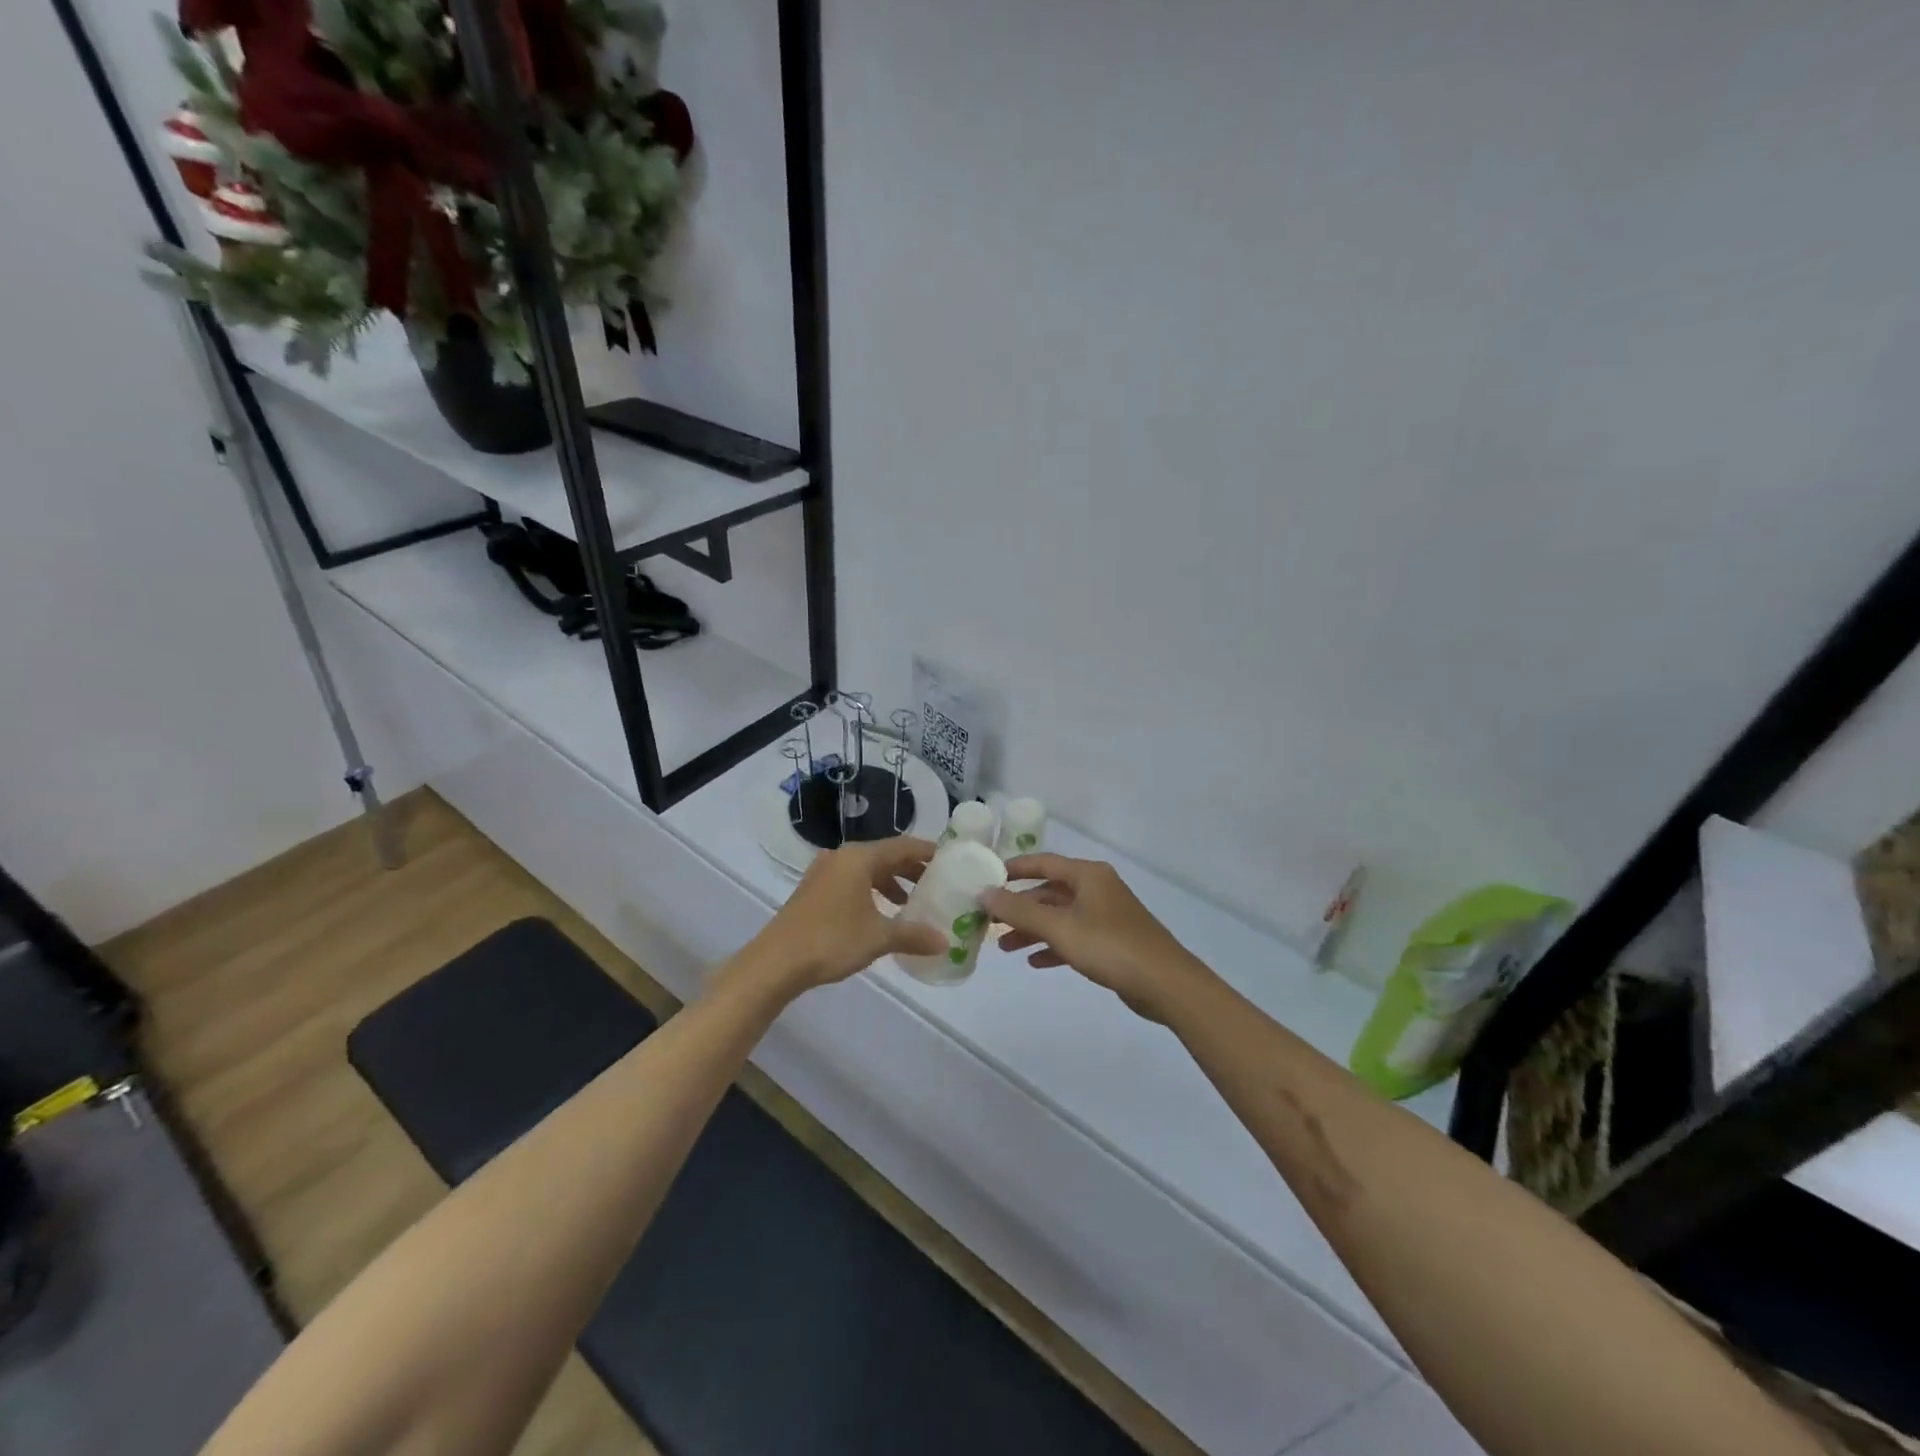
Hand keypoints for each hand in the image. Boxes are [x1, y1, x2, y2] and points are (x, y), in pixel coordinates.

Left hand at [738, 837, 947, 996]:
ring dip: (890, 882)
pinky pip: (851, 881)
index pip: (903, 845)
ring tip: (909, 902)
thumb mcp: (878, 938)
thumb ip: (913, 935)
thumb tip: (944, 942)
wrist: (775, 962)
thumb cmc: (831, 940)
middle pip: (884, 855)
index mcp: (859, 858)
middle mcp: (841, 857)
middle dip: (910, 869)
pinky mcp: (813, 890)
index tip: (950, 860)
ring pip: (866, 870)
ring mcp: (824, 872)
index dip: (927, 852)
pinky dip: (870, 891)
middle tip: (935, 883)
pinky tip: (879, 914)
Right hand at [982, 854, 1214, 1022]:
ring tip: (1006, 948)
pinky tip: (1035, 962)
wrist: (1165, 984)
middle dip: (1020, 908)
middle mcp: (1097, 888)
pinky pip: (1074, 937)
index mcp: (1088, 875)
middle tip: (991, 922)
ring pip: (1060, 917)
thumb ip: (1019, 910)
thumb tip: (984, 892)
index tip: (987, 879)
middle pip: (1050, 892)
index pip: (1043, 862)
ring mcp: (1106, 915)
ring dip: (1033, 930)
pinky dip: (1054, 946)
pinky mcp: (1112, 941)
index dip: (1014, 869)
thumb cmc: (1110, 946)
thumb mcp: (1059, 927)